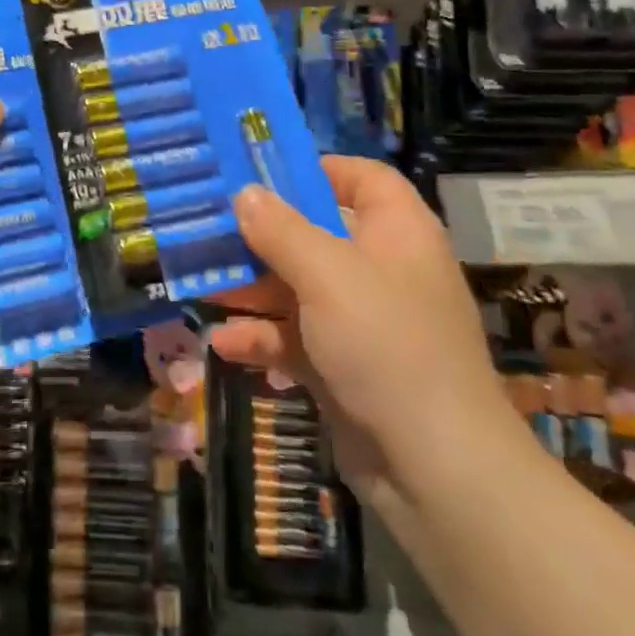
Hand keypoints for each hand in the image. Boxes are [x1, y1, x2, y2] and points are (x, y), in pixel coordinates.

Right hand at [209, 158, 509, 492]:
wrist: (433, 465)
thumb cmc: (386, 343)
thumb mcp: (327, 275)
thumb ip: (281, 230)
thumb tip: (246, 193)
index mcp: (397, 233)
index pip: (363, 179)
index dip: (316, 170)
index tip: (260, 174)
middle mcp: (381, 270)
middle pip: (315, 235)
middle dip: (261, 236)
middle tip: (207, 229)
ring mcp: (362, 322)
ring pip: (298, 289)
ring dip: (251, 290)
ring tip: (200, 285)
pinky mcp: (343, 366)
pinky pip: (296, 339)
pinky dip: (262, 339)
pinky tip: (223, 344)